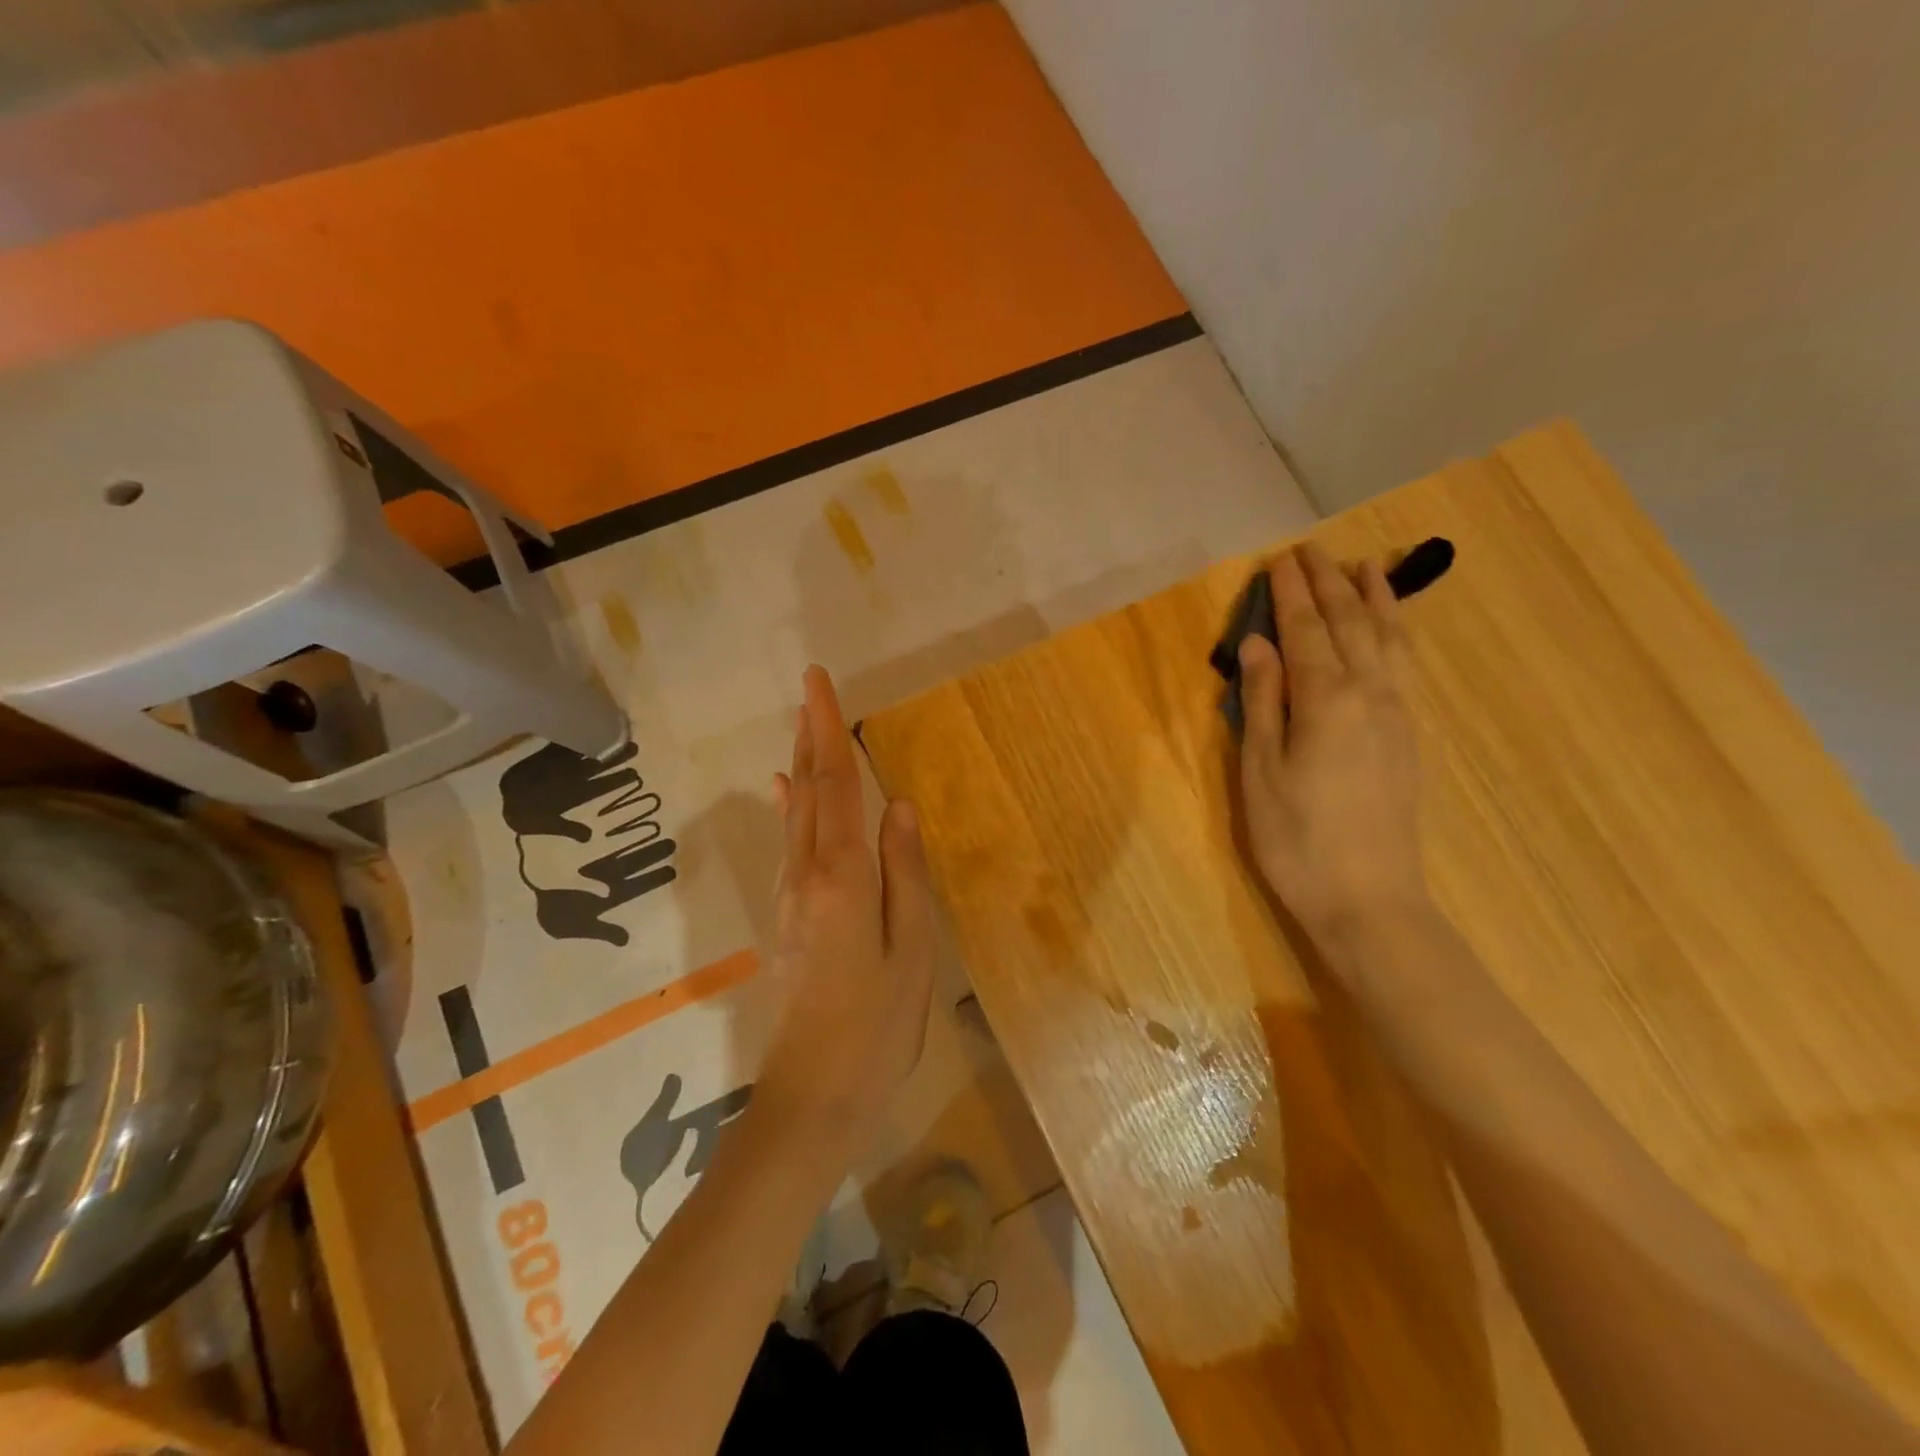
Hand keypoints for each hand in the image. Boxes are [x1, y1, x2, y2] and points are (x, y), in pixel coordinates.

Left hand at [755, 665, 936, 1168]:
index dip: (827, 729)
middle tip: (809, 687)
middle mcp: (807, 873)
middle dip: (809, 734)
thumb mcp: (912, 946)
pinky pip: (790, 843)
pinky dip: (790, 807)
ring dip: (800, 764)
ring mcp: (791, 895)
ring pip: (796, 813)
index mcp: (843, 875)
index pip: (835, 785)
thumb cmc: (878, 1022)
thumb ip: (904, 870)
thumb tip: (896, 803)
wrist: (814, 1092)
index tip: (817, 681)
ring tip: (804, 726)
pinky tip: (785, 791)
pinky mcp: (788, 917)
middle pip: (807, 789)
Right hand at [1236, 542, 1429, 956]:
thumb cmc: (1296, 838)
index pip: (1306, 630)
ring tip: (1365, 566)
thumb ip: (1262, 701)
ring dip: (1374, 599)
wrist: (1368, 899)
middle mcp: (1370, 693)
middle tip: (1311, 551)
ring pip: (1388, 639)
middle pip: (1349, 624)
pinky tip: (1390, 626)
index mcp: (1326, 700)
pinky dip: (1396, 632)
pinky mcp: (1408, 735)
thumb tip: (1258, 644)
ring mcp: (1397, 713)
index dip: (1290, 593)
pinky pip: (1404, 665)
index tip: (1278, 559)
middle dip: (1329, 584)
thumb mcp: (1261, 770)